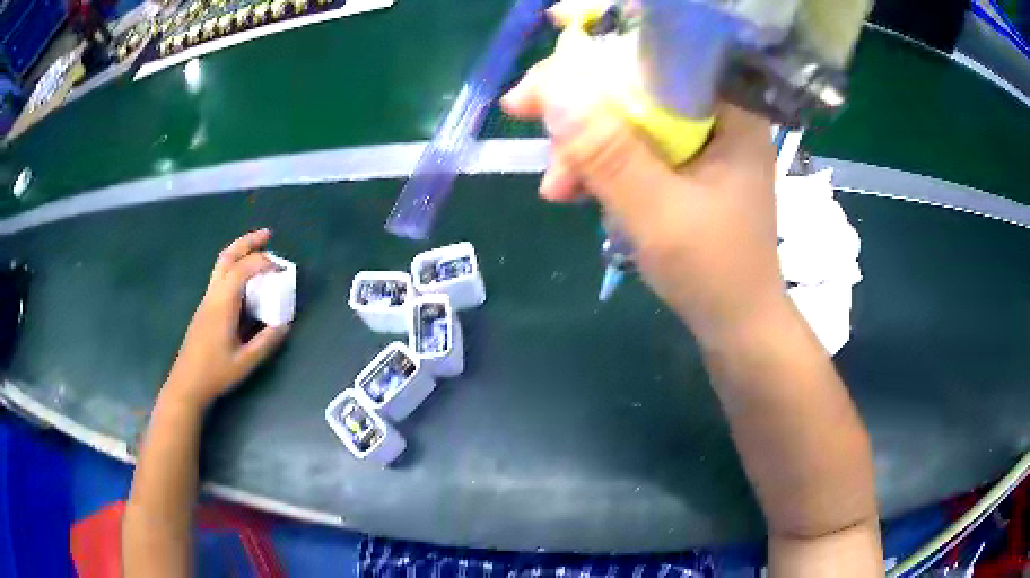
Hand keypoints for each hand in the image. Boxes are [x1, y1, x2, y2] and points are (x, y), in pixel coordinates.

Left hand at [164, 229, 289, 409]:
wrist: (186, 383)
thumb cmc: (215, 373)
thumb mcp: (245, 362)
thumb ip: (266, 342)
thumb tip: (285, 324)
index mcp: (223, 304)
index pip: (243, 269)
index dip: (264, 263)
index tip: (283, 270)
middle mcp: (213, 295)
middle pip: (227, 256)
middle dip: (248, 242)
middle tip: (267, 235)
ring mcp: (206, 300)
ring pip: (221, 264)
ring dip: (239, 251)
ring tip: (258, 249)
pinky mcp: (205, 307)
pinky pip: (220, 276)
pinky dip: (234, 266)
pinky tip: (245, 278)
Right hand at [500, 8, 784, 339]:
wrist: (735, 323)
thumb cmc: (715, 272)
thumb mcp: (658, 213)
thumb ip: (609, 153)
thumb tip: (554, 89)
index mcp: (731, 110)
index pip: (669, 45)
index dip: (612, 29)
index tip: (557, 27)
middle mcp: (715, 113)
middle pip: (637, 75)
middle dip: (577, 95)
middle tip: (521, 108)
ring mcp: (696, 139)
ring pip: (625, 111)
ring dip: (580, 139)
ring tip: (554, 183)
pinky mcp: (679, 163)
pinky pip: (628, 143)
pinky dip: (596, 161)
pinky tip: (569, 189)